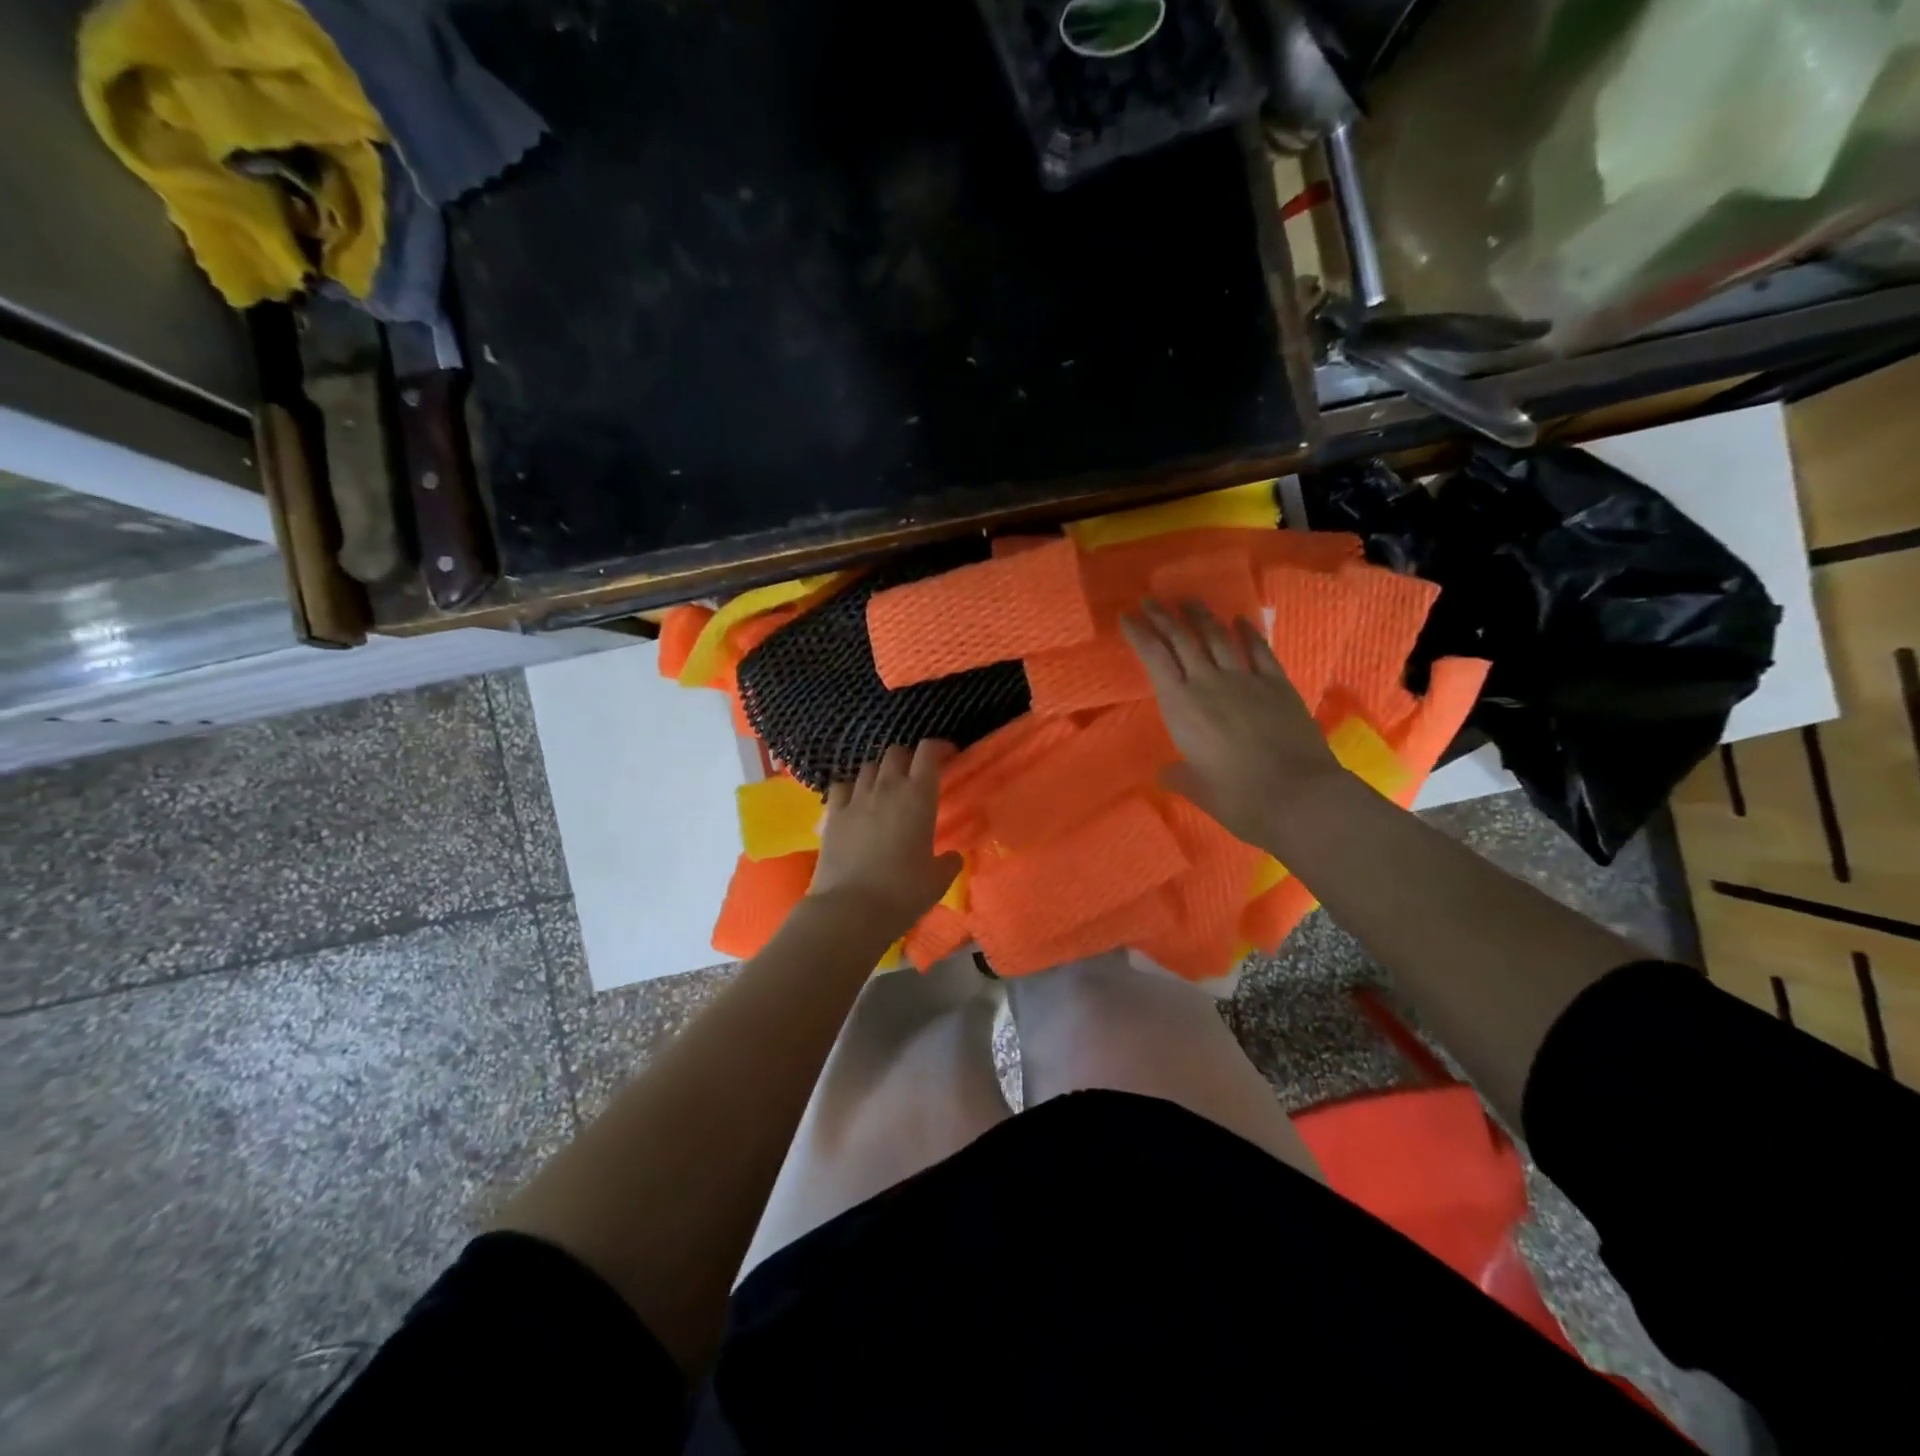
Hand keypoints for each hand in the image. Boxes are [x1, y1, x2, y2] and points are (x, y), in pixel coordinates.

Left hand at [809, 741, 963, 936]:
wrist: (850, 910)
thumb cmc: (903, 893)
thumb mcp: (937, 881)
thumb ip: (948, 862)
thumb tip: (952, 857)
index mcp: (918, 796)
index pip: (929, 752)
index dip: (940, 747)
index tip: (948, 755)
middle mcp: (887, 788)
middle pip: (896, 752)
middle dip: (909, 758)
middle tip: (917, 776)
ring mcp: (855, 798)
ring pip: (869, 767)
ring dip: (881, 773)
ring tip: (886, 790)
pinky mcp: (832, 814)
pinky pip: (841, 786)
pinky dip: (851, 788)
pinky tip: (855, 802)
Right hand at [1121, 600, 1345, 849]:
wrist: (1297, 796)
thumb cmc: (1238, 798)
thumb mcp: (1198, 790)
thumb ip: (1179, 776)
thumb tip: (1166, 774)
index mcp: (1181, 706)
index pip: (1155, 659)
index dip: (1140, 634)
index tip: (1128, 616)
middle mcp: (1208, 683)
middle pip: (1182, 640)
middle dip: (1164, 616)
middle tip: (1151, 600)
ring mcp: (1245, 679)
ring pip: (1218, 637)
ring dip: (1201, 615)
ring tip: (1188, 600)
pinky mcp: (1277, 684)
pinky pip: (1259, 649)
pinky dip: (1247, 632)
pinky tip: (1240, 620)